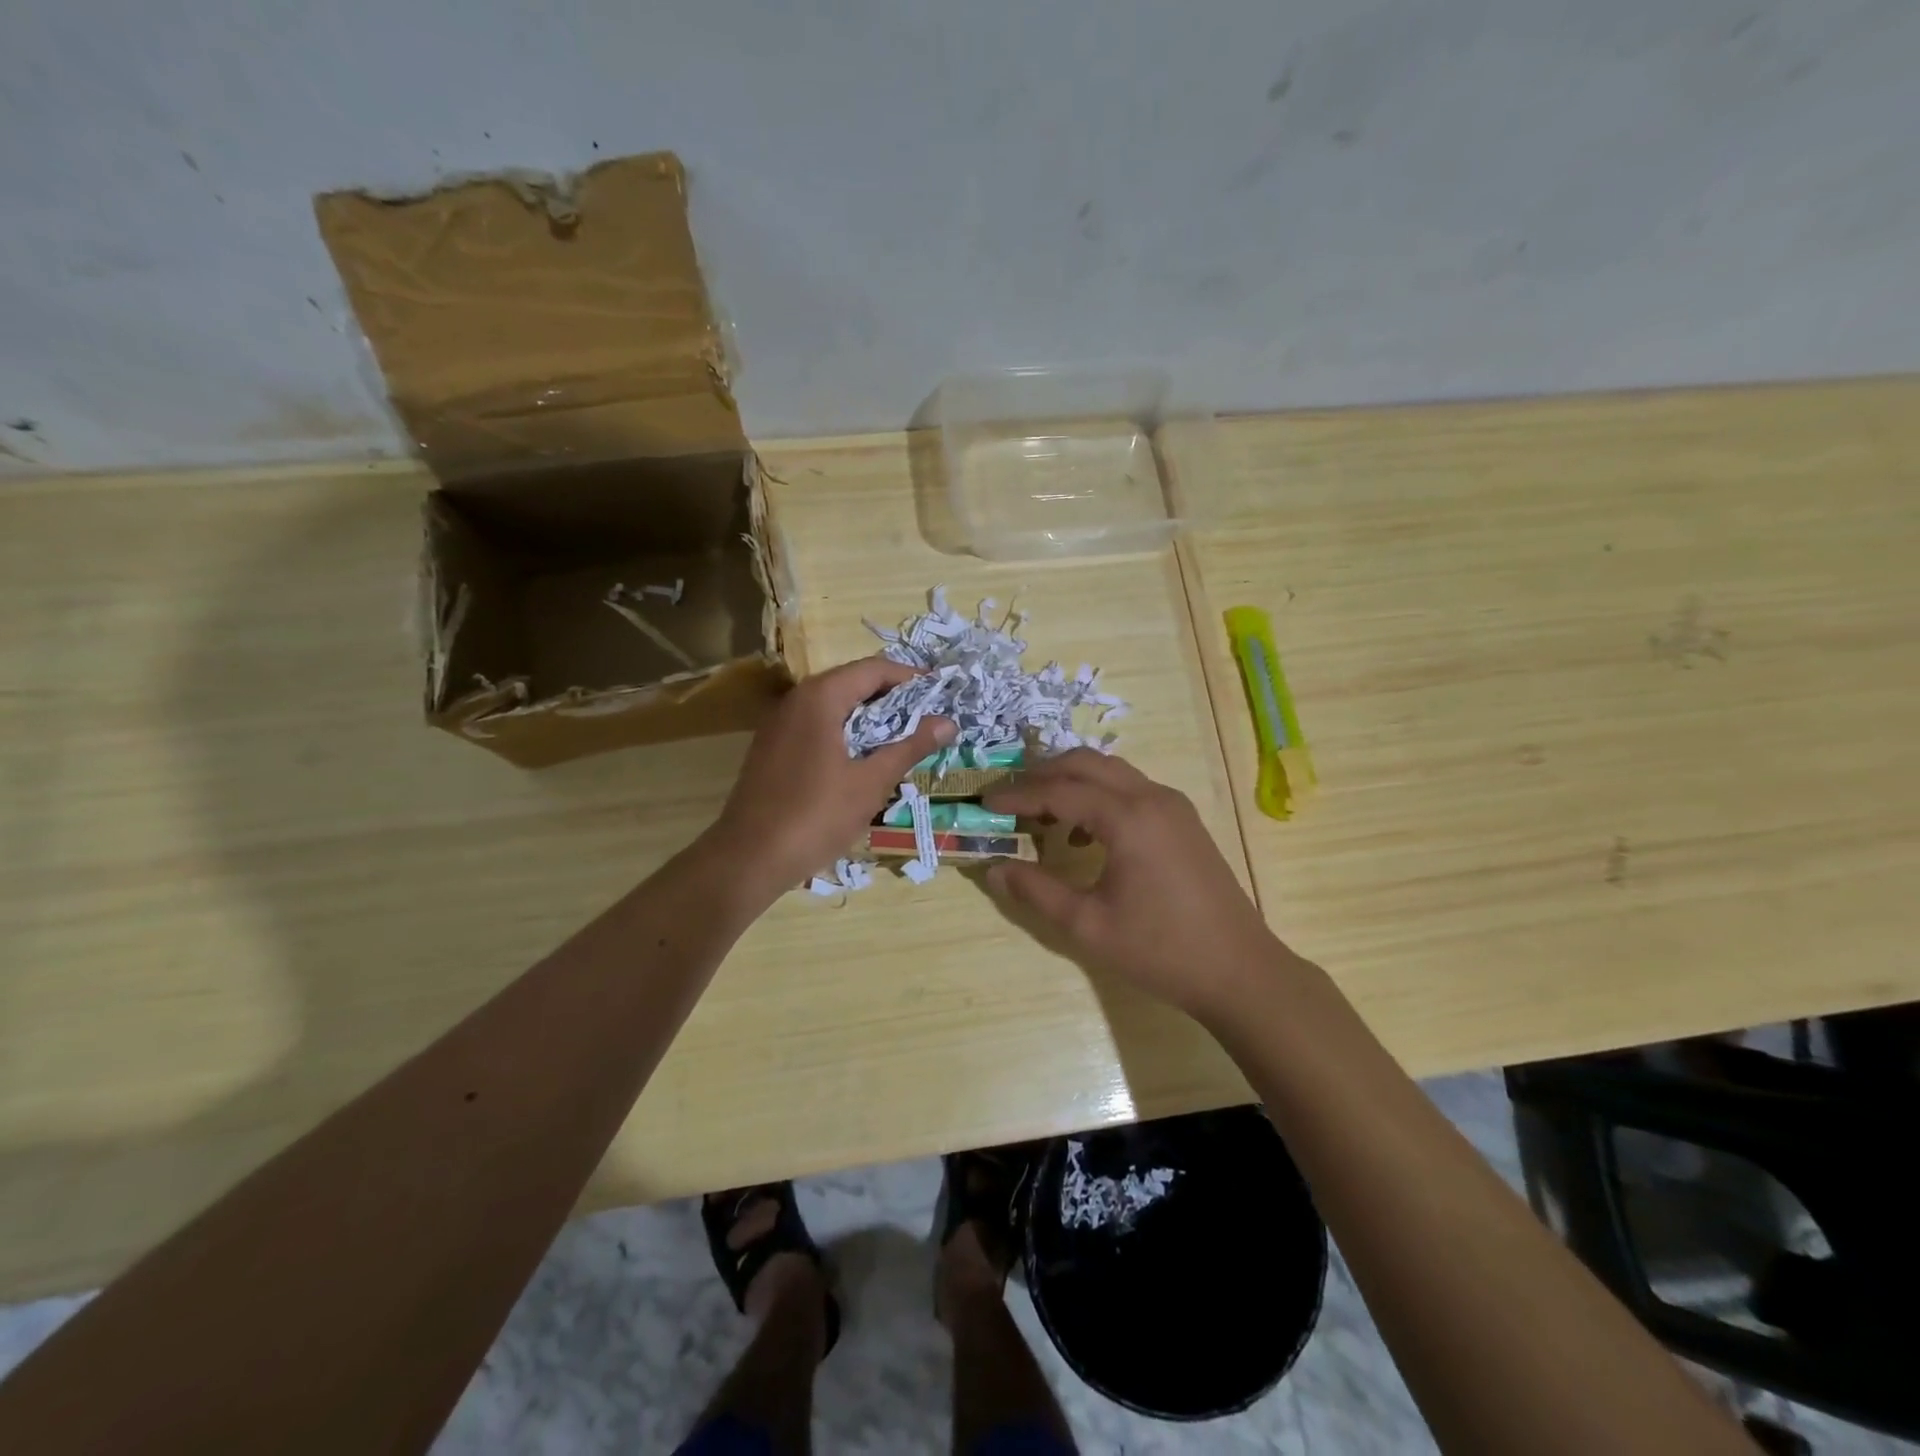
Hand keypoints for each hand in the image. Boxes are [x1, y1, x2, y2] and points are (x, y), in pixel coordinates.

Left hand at [708, 656, 954, 899]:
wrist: (749, 857)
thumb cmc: (816, 815)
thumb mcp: (871, 782)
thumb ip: (910, 746)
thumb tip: (948, 722)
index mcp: (820, 698)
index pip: (873, 669)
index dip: (909, 678)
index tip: (939, 694)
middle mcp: (796, 700)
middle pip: (852, 682)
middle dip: (891, 697)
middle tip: (925, 718)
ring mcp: (779, 724)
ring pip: (833, 706)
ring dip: (868, 717)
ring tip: (901, 738)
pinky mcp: (772, 748)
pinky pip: (816, 726)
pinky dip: (845, 732)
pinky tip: (863, 759)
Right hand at [983, 750, 1289, 1019]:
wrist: (1239, 970)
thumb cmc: (1160, 950)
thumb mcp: (1088, 926)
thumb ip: (1036, 892)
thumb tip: (994, 869)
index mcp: (1128, 818)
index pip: (1059, 790)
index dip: (1017, 795)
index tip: (984, 803)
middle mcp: (1151, 797)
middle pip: (1085, 763)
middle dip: (1042, 775)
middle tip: (1009, 799)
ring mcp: (1172, 805)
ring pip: (1110, 771)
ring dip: (1071, 781)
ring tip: (1039, 812)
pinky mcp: (1183, 819)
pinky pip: (1130, 788)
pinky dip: (1098, 795)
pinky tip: (1083, 834)